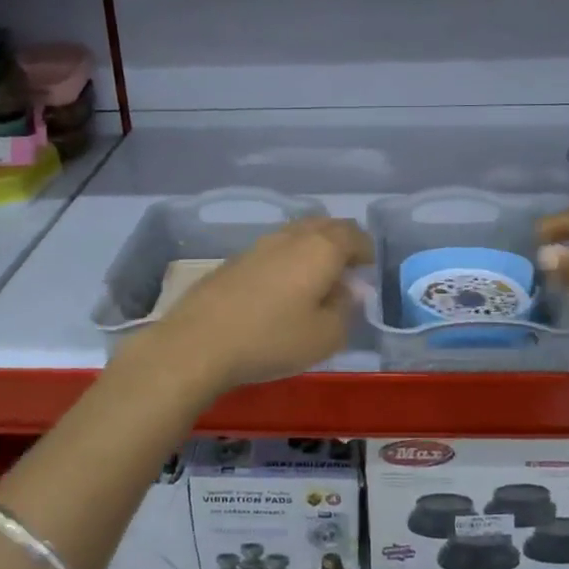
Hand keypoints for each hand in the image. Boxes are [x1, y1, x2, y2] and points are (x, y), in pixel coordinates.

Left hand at [134, 218, 373, 397]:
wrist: (199, 342)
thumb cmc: (272, 339)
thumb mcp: (325, 337)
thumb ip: (346, 309)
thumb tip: (350, 290)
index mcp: (321, 248)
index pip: (354, 236)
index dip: (367, 251)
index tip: (369, 271)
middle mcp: (292, 237)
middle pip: (326, 226)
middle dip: (343, 243)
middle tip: (348, 270)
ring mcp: (259, 245)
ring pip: (297, 234)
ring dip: (314, 248)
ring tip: (317, 279)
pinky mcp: (235, 259)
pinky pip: (275, 249)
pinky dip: (289, 259)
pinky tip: (283, 287)